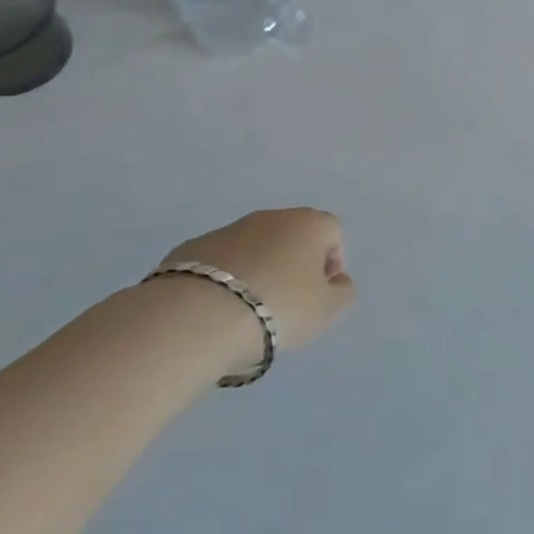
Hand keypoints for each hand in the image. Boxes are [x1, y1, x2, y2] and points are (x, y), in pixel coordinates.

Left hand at [158, 208, 356, 357]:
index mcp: (309, 224)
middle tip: (286, 304)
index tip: (320, 294)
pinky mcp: (191, 248)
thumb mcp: (326, 310)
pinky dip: (223, 280)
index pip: (332, 232)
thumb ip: (343, 292)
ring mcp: (228, 229)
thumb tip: (338, 281)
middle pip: (292, 237)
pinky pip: (219, 262)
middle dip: (293, 265)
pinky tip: (216, 310)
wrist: (197, 316)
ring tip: (247, 312)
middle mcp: (271, 217)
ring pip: (254, 248)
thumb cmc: (277, 307)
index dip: (332, 262)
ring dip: (258, 271)